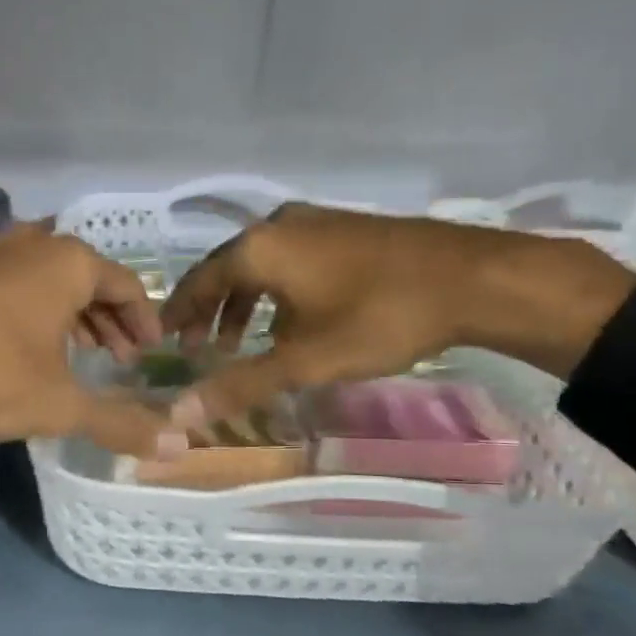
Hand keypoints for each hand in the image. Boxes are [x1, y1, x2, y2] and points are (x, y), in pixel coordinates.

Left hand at [0, 223, 180, 457]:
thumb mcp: (60, 404)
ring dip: (70, 316)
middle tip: (118, 359)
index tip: (149, 355)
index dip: (144, 321)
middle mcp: (31, 244)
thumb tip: (178, 449)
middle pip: (87, 278)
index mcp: (68, 262)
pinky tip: (23, 349)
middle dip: (108, 320)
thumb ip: (120, 423)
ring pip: (45, 280)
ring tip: (77, 356)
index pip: (126, 285)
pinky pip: (11, 286)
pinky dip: (31, 312)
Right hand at [160, 203, 635, 427]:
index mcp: (259, 248)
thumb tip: (182, 413)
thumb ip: (242, 384)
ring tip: (239, 343)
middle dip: (209, 310)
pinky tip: (290, 322)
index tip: (163, 338)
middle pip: (227, 269)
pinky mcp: (344, 229)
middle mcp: (279, 226)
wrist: (472, 278)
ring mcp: (315, 222)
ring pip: (261, 265)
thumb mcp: (306, 359)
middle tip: (198, 348)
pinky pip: (290, 260)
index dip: (178, 312)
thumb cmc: (379, 317)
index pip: (199, 281)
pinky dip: (275, 292)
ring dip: (243, 303)